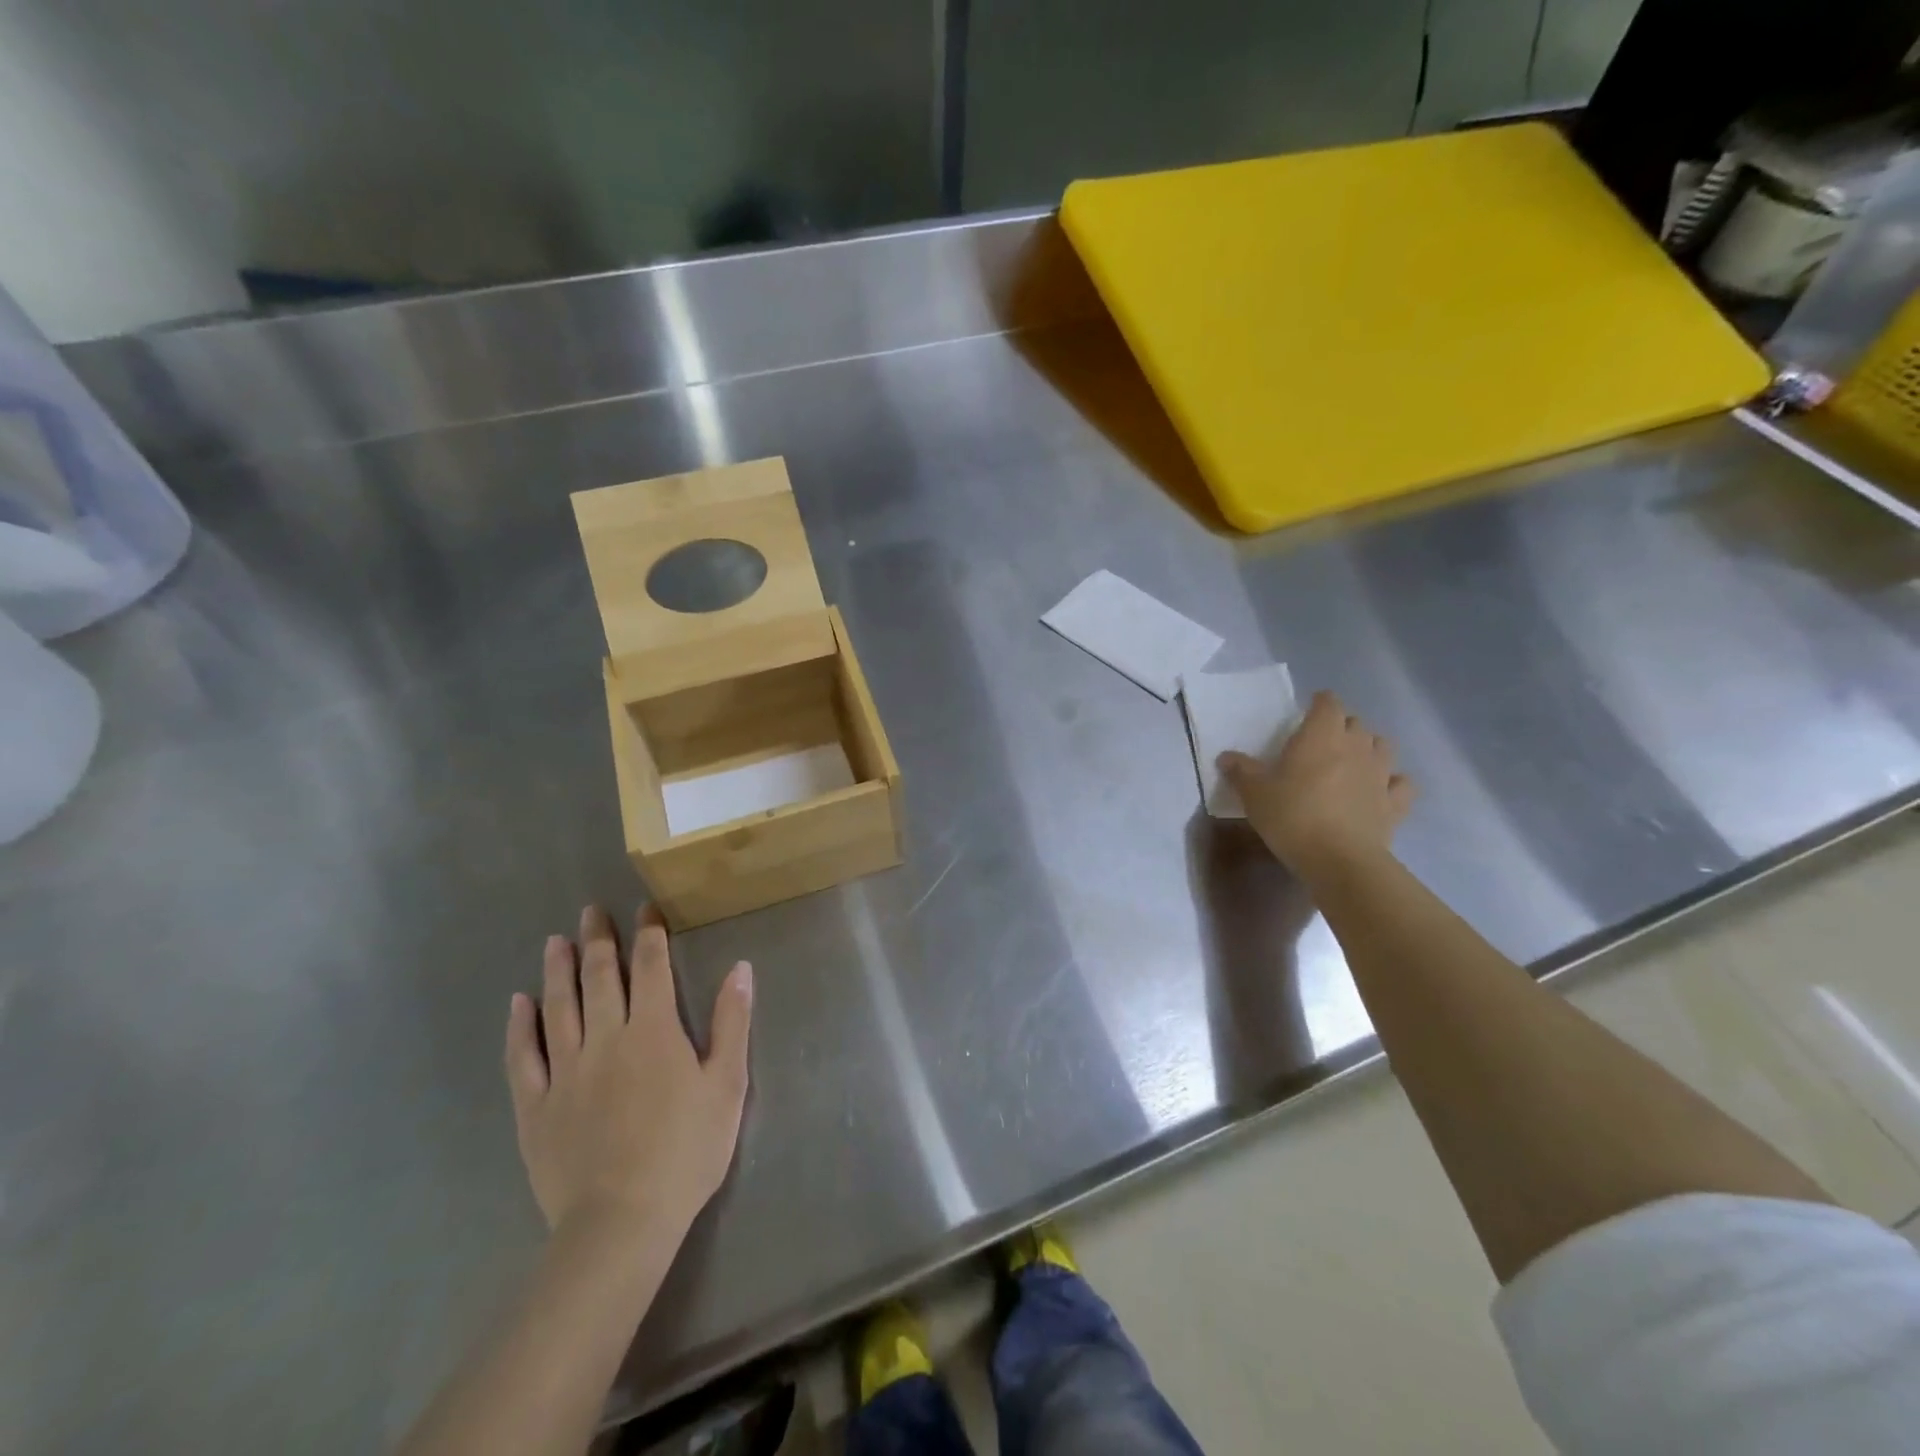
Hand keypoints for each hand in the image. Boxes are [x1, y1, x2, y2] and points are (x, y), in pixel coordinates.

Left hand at [504, 905, 752, 1240]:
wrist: (622, 1221)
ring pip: (558, 1007)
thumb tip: (740, 968)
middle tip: (591, 911)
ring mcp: (565, 1071)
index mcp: (654, 1030)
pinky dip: (519, 1027)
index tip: (645, 909)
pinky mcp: (536, 1106)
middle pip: (599, 977)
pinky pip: (522, 1057)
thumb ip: (732, 1023)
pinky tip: (519, 1004)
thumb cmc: (686, 1150)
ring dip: (557, 970)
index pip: (651, 967)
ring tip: (555, 940)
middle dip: (597, 940)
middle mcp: (606, 1038)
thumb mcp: (727, 1084)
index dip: (649, 934)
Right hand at [1219, 690, 1413, 877]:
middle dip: (1340, 727)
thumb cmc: (1292, 816)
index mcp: (1321, 736)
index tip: (1307, 712)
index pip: (1328, 703)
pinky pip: (1400, 783)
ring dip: (1368, 748)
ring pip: (1382, 746)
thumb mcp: (1254, 794)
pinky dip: (1392, 782)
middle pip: (1355, 723)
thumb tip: (1226, 757)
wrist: (1339, 859)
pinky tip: (1379, 790)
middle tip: (1321, 743)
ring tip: (1351, 761)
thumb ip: (1241, 771)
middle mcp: (1356, 746)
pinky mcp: (1395, 803)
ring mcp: (1380, 774)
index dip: (1319, 703)